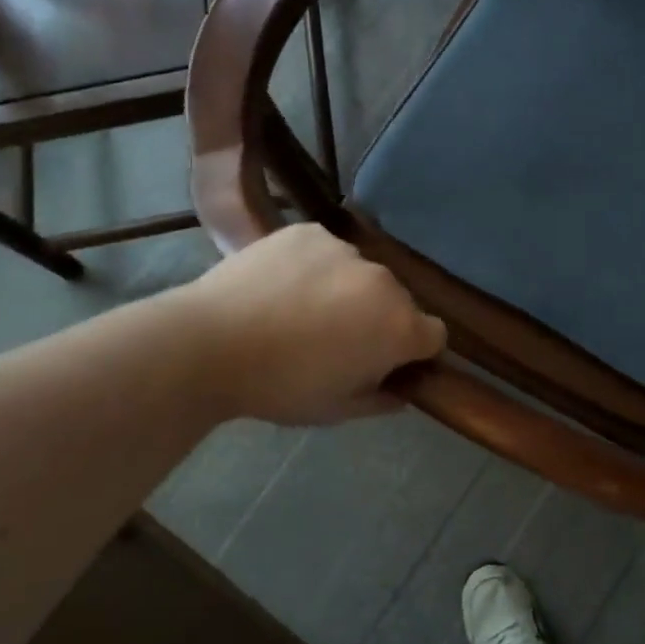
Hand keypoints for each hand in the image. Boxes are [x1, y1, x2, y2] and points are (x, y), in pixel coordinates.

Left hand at [186, 223, 447, 424]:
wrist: (210, 344)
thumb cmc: (281, 386)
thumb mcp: (338, 410)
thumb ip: (382, 399)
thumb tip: (400, 390)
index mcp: (400, 328)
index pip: (434, 335)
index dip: (414, 352)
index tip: (384, 363)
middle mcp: (385, 282)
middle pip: (398, 301)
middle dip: (379, 319)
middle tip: (336, 341)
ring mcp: (346, 251)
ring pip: (361, 275)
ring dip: (347, 291)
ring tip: (301, 312)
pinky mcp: (310, 233)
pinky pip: (327, 251)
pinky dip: (315, 267)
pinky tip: (282, 286)